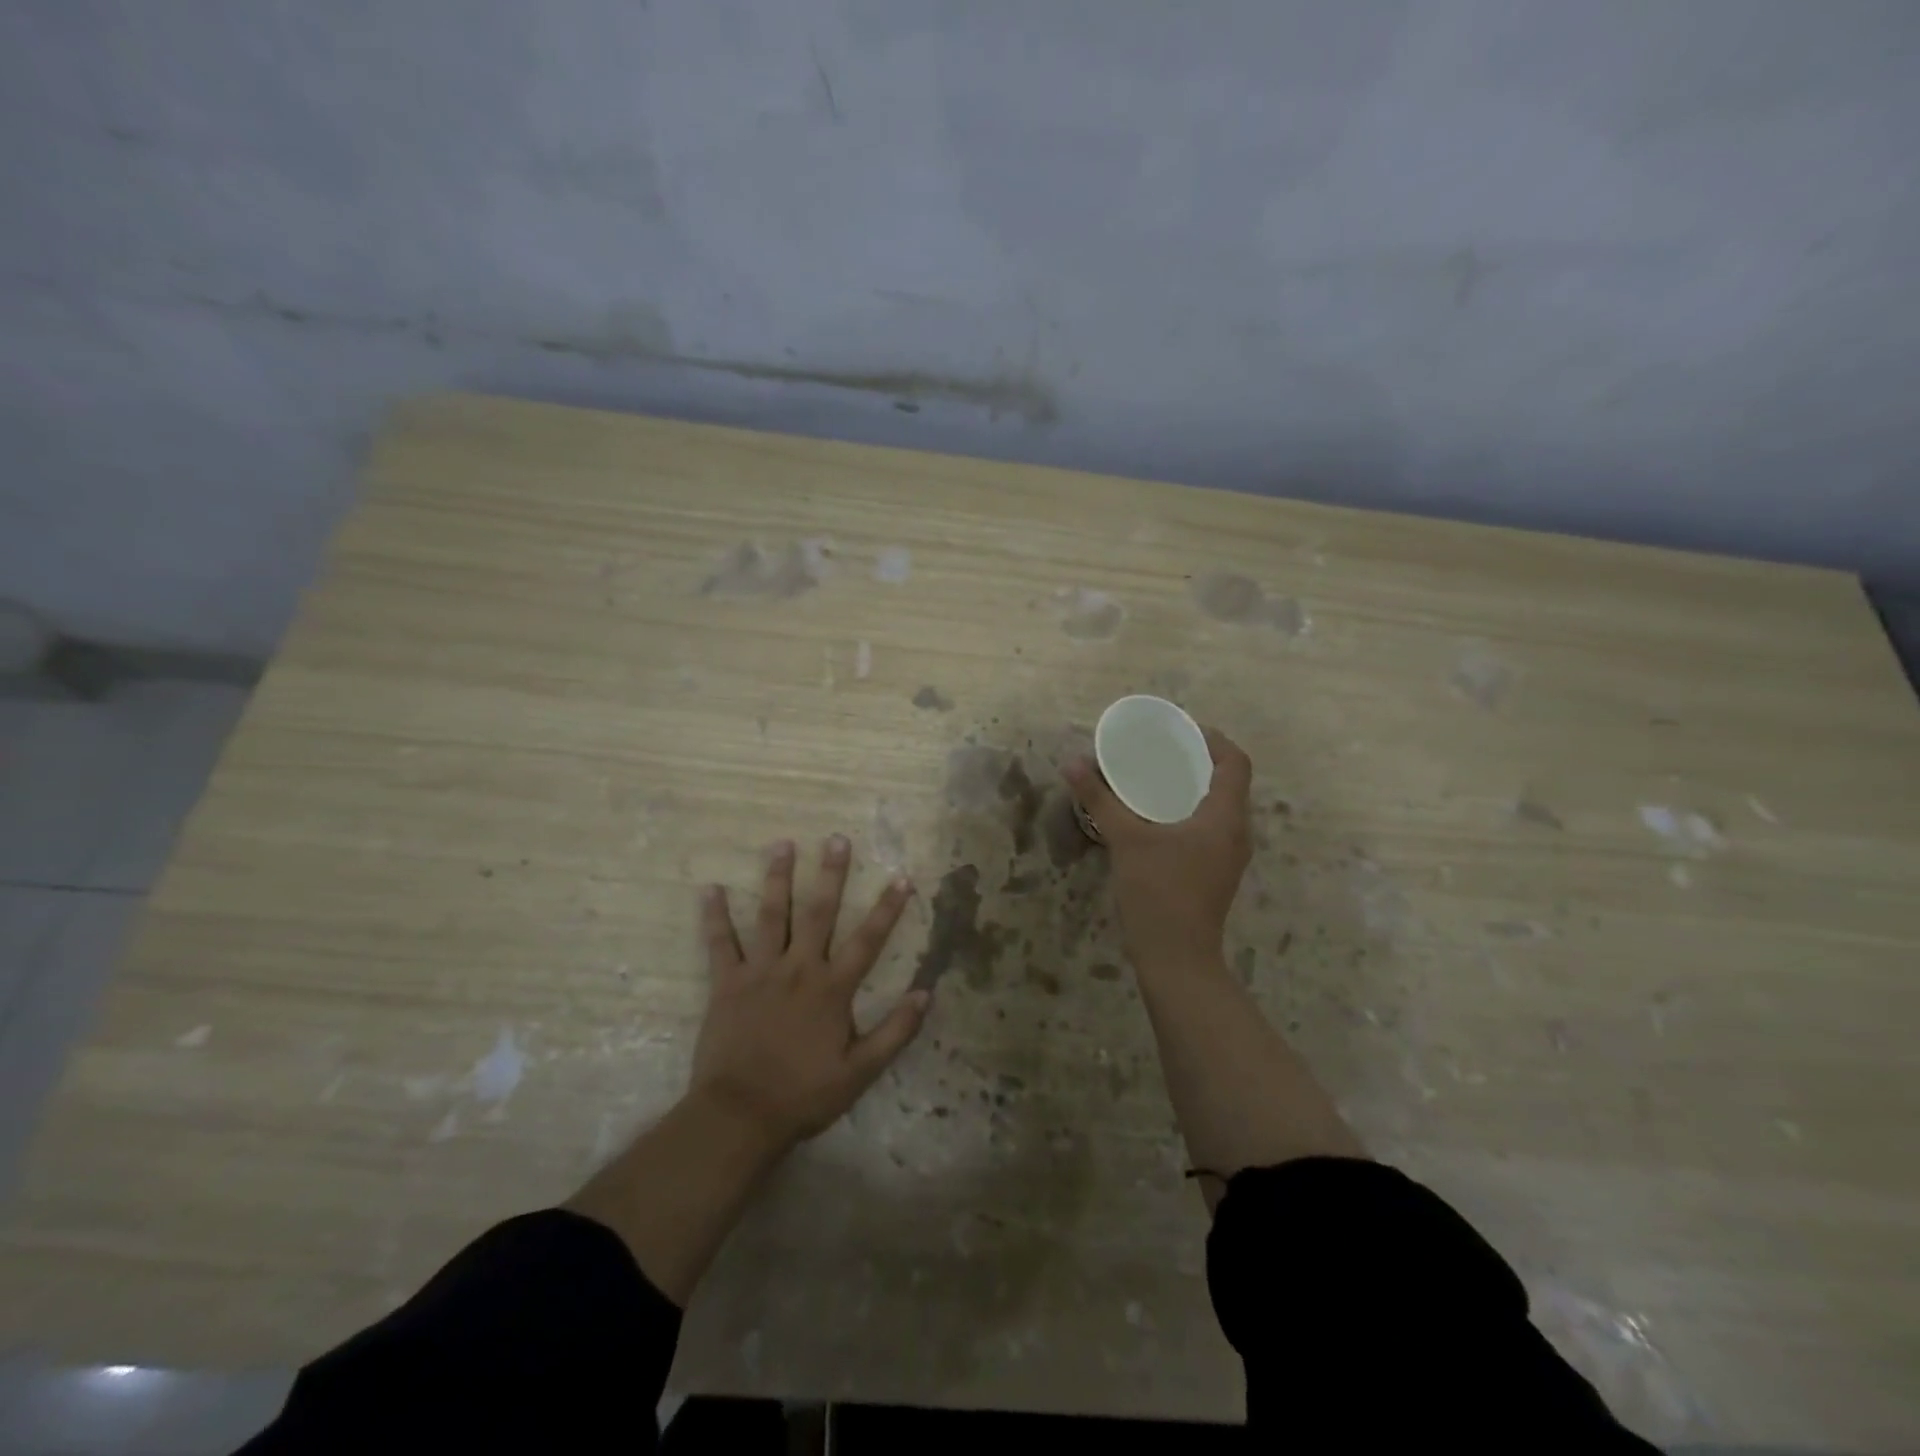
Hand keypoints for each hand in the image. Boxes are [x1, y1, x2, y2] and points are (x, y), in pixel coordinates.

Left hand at [690, 835, 927, 1153]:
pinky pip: (720, 943)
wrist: (740, 1115)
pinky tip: (710, 888)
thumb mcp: (860, 1072)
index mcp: (832, 989)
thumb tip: (926, 994)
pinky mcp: (727, 983)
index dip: (887, 908)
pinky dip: (715, 916)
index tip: (902, 877)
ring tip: (782, 844)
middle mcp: (799, 969)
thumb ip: (895, 1032)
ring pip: (771, 915)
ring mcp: (760, 972)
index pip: (868, 940)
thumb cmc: (804, 1094)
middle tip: (836, 839)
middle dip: (831, 874)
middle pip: (818, 913)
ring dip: (778, 878)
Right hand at [1064, 727, 1252, 969]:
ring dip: (1195, 789)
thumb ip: (1100, 799)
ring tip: (1158, 779)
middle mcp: (1237, 832)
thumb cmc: (1158, 892)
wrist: (1176, 958)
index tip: (1184, 731)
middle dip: (1200, 762)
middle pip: (1230, 783)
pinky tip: (1159, 818)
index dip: (1215, 740)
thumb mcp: (1125, 839)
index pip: (1236, 763)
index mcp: (1225, 817)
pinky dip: (1191, 812)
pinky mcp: (1218, 873)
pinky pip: (1211, 828)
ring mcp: (1230, 856)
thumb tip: (1073, 763)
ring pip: (1220, 808)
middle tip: (1163, 751)